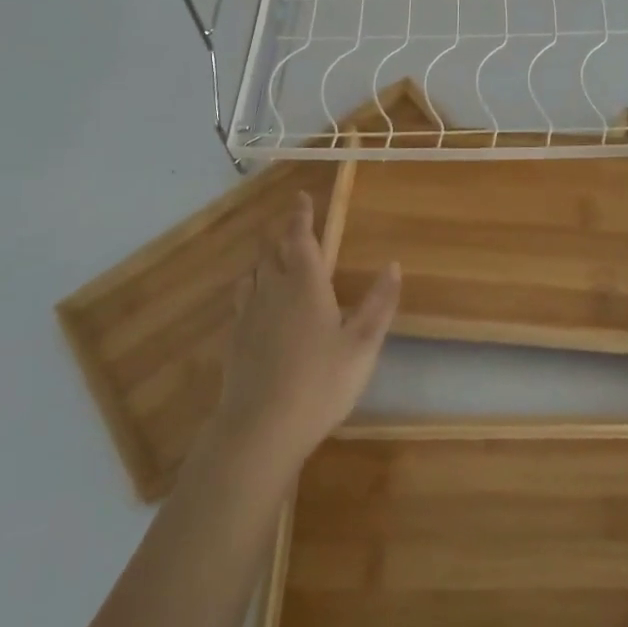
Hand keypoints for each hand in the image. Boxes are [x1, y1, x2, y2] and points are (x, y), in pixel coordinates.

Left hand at [207, 191, 400, 479]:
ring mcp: (249, 315)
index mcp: (305, 284)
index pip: (300, 237)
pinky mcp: (234, 340)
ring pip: (254, 273)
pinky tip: (257, 304)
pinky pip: (242, 299)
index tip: (302, 197)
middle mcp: (273, 290)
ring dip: (265, 259)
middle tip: (293, 225)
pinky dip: (252, 288)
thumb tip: (393, 265)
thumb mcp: (362, 345)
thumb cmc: (320, 383)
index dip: (301, 215)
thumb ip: (379, 303)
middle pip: (273, 251)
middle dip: (284, 234)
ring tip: (274, 258)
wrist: (260, 429)